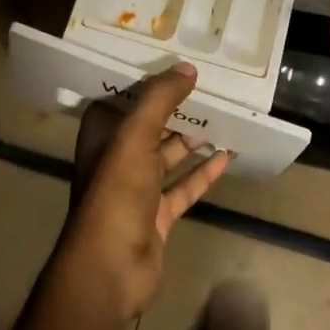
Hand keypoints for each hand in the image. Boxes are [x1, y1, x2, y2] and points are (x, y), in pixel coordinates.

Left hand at [60, 63, 230, 317]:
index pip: (122, 99)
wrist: (110, 267)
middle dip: (175, 109)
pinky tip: (227, 156)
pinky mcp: (156, 216)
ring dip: (192, 139)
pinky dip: (203, 173)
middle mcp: (116, 160)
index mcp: (102, 137)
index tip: (172, 61)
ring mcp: (137, 190)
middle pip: (149, 126)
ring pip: (168, 156)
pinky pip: (183, 188)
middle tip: (207, 85)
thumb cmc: (116, 192)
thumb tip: (188, 68)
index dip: (144, 81)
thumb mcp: (136, 136)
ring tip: (223, 116)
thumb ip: (160, 98)